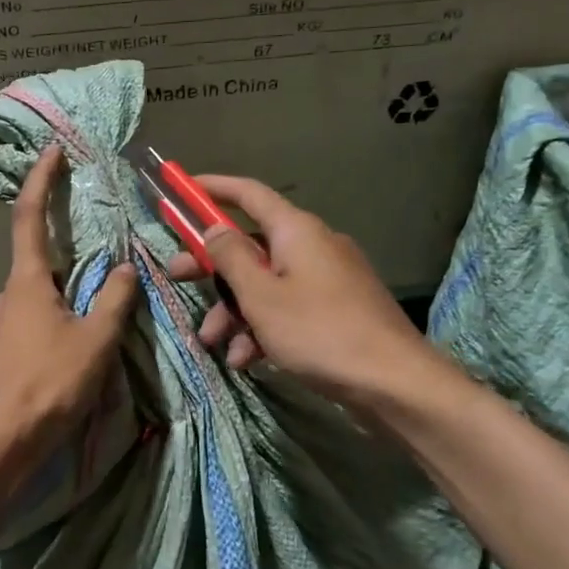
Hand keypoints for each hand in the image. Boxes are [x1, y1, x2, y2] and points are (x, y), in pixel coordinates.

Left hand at [0, 145, 137, 468]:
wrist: (9, 440)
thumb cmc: (53, 382)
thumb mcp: (97, 339)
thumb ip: (115, 299)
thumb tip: (126, 268)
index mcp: (26, 282)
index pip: (30, 216)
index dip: (40, 180)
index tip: (52, 151)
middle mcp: (4, 294)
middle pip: (39, 262)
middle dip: (69, 262)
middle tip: (102, 277)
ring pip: (38, 297)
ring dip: (65, 299)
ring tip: (93, 327)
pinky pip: (32, 320)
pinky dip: (54, 320)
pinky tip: (72, 349)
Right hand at [166, 175, 423, 400]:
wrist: (392, 381)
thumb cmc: (319, 331)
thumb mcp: (262, 296)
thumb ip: (231, 258)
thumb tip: (214, 228)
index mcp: (296, 231)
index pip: (249, 194)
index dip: (213, 187)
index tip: (183, 187)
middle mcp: (313, 246)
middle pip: (251, 245)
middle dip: (212, 267)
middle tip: (176, 278)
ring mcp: (327, 279)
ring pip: (266, 284)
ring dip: (234, 310)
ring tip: (213, 343)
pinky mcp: (335, 310)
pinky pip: (288, 308)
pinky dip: (263, 328)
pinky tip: (246, 359)